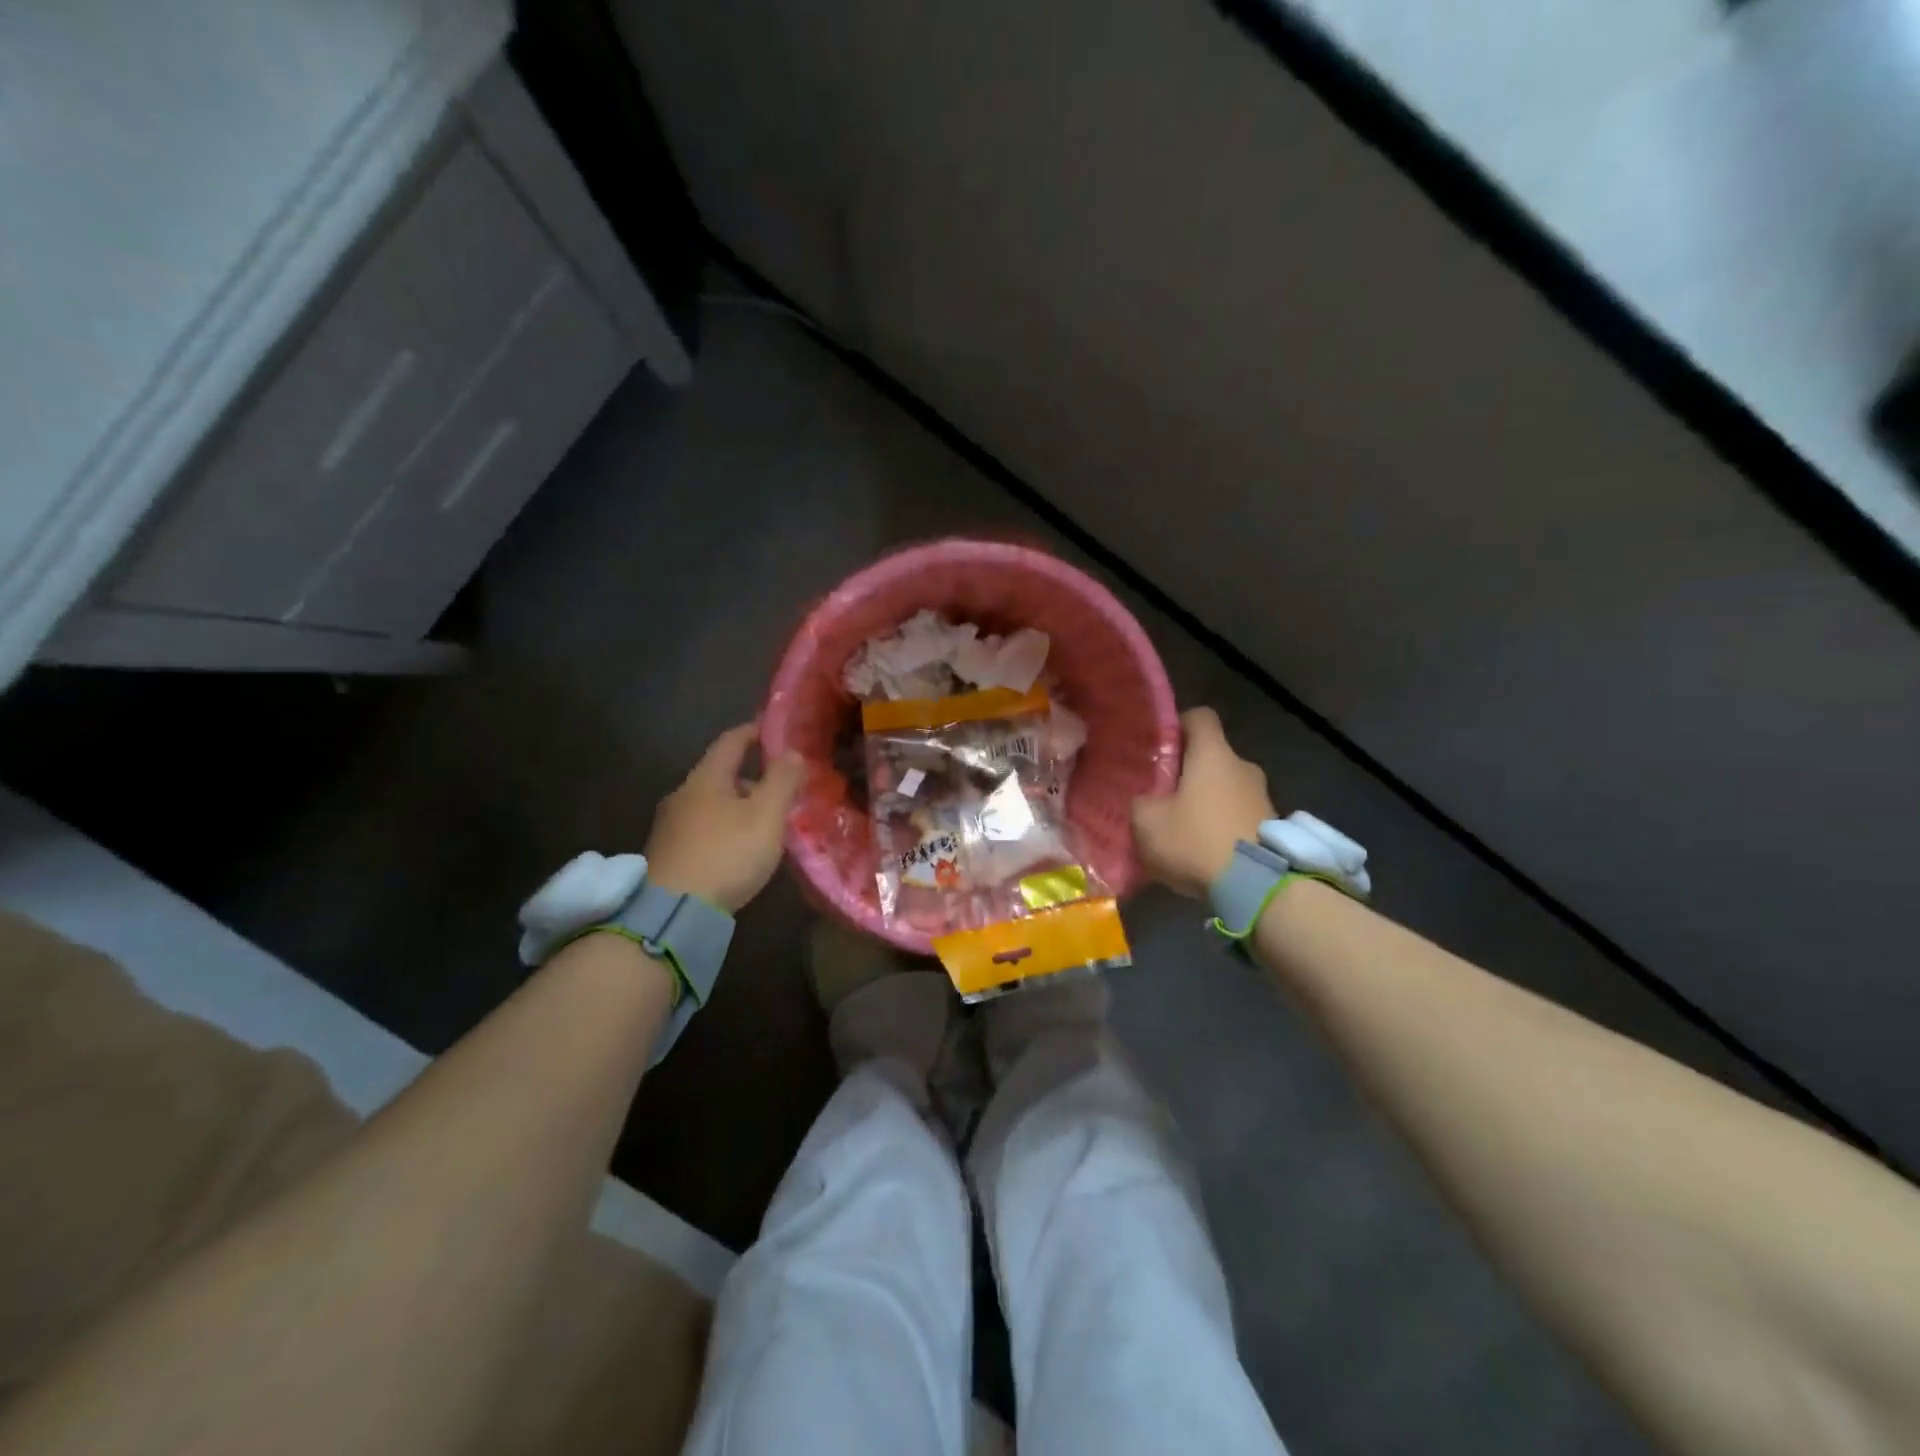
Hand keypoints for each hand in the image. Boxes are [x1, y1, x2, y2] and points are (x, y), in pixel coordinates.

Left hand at [644, 722, 805, 914]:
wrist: (672, 912)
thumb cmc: (726, 854)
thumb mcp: (766, 815)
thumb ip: (782, 781)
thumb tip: (792, 752)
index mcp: (706, 778)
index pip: (731, 742)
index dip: (754, 732)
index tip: (773, 730)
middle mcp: (682, 795)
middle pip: (720, 775)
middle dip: (750, 777)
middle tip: (780, 789)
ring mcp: (669, 827)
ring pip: (711, 805)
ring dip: (737, 807)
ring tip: (764, 823)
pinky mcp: (667, 856)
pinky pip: (702, 830)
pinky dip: (724, 829)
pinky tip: (738, 850)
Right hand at [1131, 707, 1275, 897]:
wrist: (1256, 886)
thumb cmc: (1196, 839)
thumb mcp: (1147, 821)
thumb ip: (1141, 802)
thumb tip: (1145, 800)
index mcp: (1213, 753)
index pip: (1199, 716)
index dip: (1178, 725)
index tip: (1159, 745)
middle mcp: (1243, 767)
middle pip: (1212, 757)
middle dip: (1187, 773)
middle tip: (1161, 795)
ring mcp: (1263, 797)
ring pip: (1225, 788)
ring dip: (1205, 802)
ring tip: (1181, 830)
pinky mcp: (1272, 827)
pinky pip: (1238, 816)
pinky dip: (1221, 826)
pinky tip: (1204, 851)